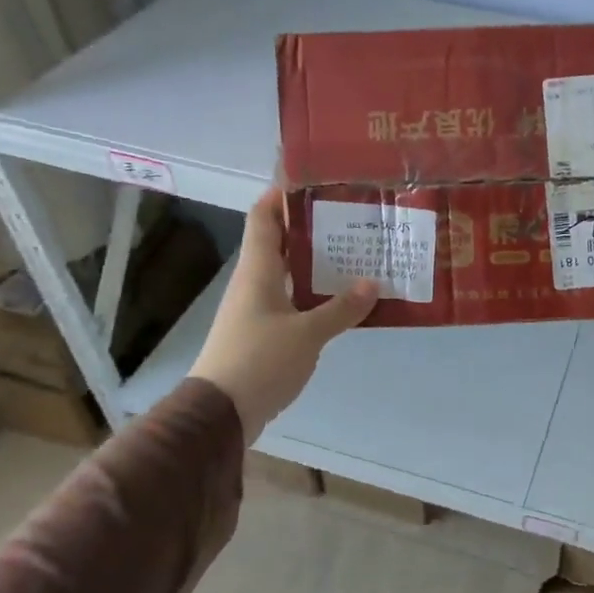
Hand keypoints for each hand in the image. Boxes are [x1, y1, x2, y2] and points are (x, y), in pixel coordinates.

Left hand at [190, 189, 377, 442]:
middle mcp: (254, 282)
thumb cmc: (259, 360)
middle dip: (312, 227)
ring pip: (289, 273)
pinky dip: (316, 294)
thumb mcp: (307, 334)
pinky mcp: (264, 333)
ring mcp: (257, 309)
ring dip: (317, 263)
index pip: (263, 217)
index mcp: (257, 270)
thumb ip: (341, 308)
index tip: (312, 179)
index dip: (281, 193)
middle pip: (281, 242)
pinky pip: (293, 301)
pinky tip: (343, 299)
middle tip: (351, 216)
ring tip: (356, 253)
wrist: (220, 413)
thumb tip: (373, 283)